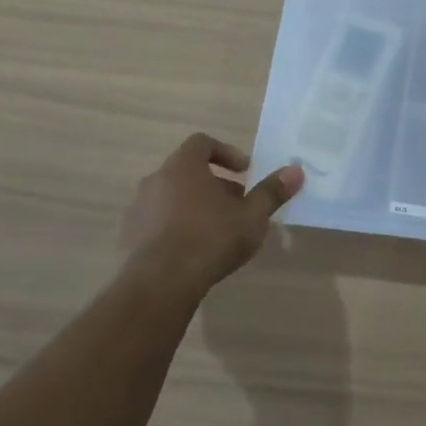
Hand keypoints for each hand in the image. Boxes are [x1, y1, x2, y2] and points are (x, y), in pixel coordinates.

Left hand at [120, 134, 303, 292]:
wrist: (160, 282)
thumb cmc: (211, 239)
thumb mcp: (252, 216)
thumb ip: (272, 192)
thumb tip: (296, 170)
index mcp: (183, 166)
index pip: (202, 143)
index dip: (226, 153)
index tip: (245, 172)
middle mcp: (156, 180)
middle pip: (188, 171)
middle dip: (216, 185)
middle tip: (238, 205)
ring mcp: (138, 208)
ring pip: (173, 197)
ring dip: (196, 206)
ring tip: (219, 230)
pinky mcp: (129, 235)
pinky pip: (159, 221)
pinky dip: (178, 226)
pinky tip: (195, 250)